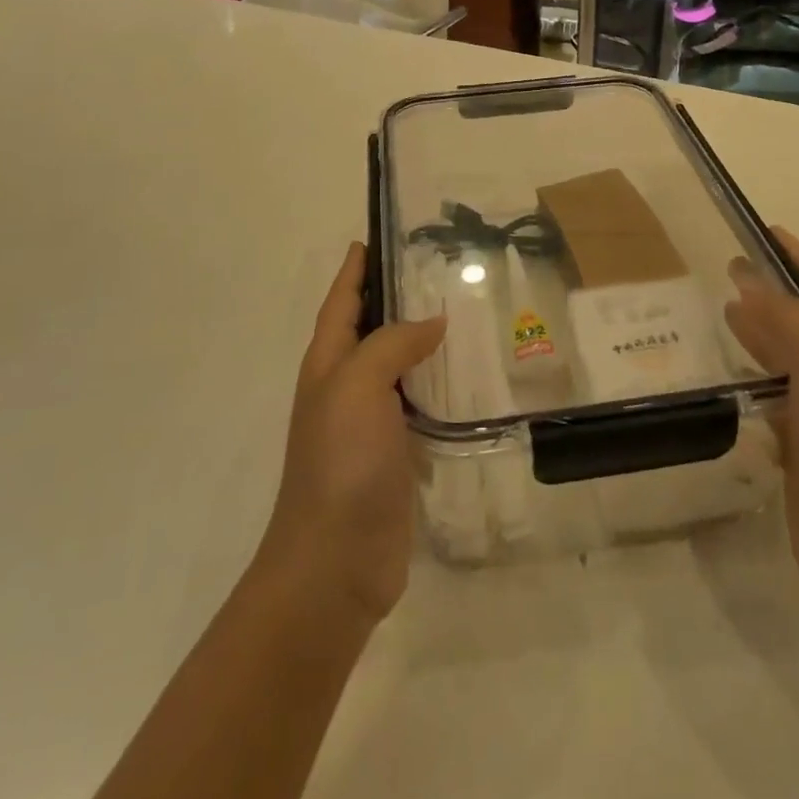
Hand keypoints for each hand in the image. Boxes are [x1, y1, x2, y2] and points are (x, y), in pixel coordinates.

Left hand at [257, 242, 445, 625]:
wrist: (334, 563)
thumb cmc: (340, 463)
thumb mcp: (358, 386)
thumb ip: (392, 344)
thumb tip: (432, 322)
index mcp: (328, 363)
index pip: (342, 300)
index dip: (356, 268)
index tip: (377, 235)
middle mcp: (346, 386)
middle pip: (371, 328)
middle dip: (395, 297)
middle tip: (440, 269)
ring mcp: (370, 423)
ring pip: (399, 366)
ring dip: (422, 341)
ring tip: (464, 314)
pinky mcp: (396, 454)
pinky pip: (420, 405)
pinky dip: (439, 386)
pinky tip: (469, 379)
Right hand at [725, 227, 798, 599]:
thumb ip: (784, 313)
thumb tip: (746, 279)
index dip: (793, 255)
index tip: (758, 230)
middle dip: (768, 291)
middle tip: (725, 269)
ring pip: (785, 354)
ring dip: (757, 331)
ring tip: (720, 311)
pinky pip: (773, 393)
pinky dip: (751, 375)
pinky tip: (727, 369)